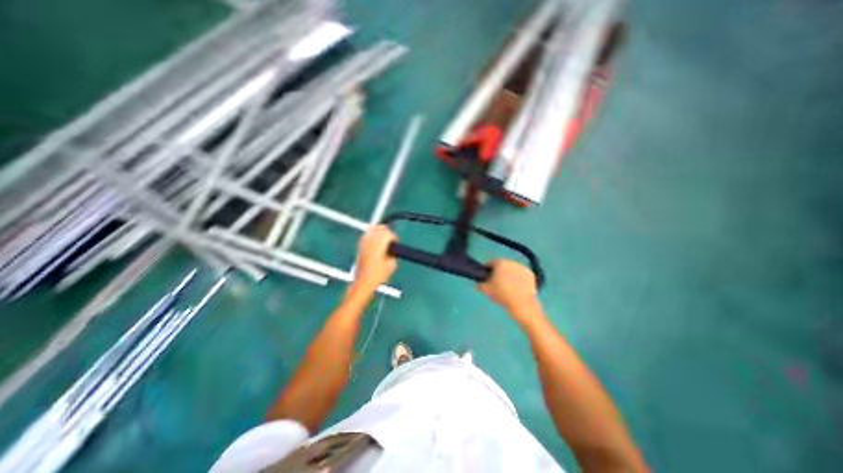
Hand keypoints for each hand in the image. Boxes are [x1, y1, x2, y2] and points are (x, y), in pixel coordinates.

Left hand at [353, 225, 398, 291]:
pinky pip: (367, 235)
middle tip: (390, 239)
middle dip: (386, 232)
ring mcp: (363, 242)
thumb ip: (393, 252)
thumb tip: (392, 247)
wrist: (363, 282)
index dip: (393, 237)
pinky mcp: (359, 245)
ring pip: (372, 229)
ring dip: (379, 232)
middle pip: (379, 228)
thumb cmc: (378, 275)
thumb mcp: (391, 265)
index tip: (395, 243)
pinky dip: (372, 235)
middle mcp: (370, 240)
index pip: (388, 233)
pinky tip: (375, 242)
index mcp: (379, 244)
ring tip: (383, 240)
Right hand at [477, 261, 534, 311]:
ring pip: (512, 269)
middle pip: (502, 265)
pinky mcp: (531, 274)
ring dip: (509, 274)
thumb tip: (480, 282)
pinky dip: (519, 279)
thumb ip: (480, 283)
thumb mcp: (486, 290)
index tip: (486, 277)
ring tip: (508, 286)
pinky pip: (521, 274)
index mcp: (500, 263)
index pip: (490, 263)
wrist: (522, 304)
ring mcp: (522, 267)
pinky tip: (517, 288)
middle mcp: (511, 262)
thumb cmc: (502, 295)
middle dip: (499, 272)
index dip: (487, 270)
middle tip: (497, 283)